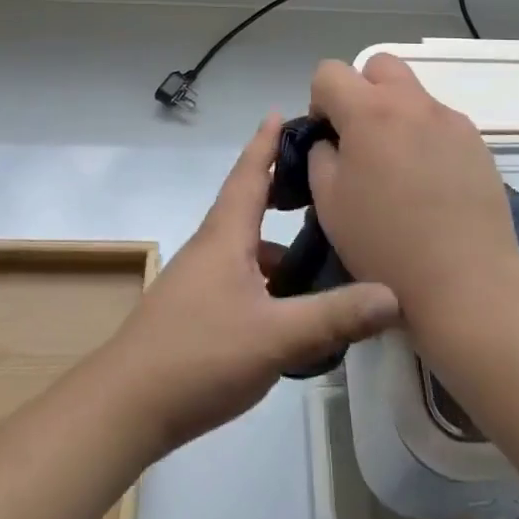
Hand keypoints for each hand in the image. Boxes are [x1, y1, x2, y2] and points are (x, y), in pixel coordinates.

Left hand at [107, 115, 399, 456]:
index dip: (265, 142)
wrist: (125, 407)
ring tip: (323, 248)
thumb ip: (334, 315)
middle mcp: (211, 248)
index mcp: (225, 236)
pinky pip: (242, 277)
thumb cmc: (198, 355)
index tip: (282, 112)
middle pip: (248, 204)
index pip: (249, 174)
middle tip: (321, 177)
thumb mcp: (275, 336)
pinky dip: (269, 277)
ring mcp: (201, 281)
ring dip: (279, 241)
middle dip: (280, 186)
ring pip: (247, 246)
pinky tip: (293, 305)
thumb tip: (393, 295)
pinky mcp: (198, 311)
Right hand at [306, 54, 518, 319]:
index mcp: (369, 112)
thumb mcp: (328, 202)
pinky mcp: (477, 142)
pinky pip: (440, 122)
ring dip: (396, 114)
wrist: (466, 281)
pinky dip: (426, 137)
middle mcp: (412, 102)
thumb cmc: (385, 244)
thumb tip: (331, 141)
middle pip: (378, 66)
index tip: (327, 137)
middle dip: (362, 91)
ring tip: (399, 168)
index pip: (329, 71)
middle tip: (361, 139)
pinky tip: (430, 184)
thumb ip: (320, 156)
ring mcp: (450, 119)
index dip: (319, 100)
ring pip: (412, 94)